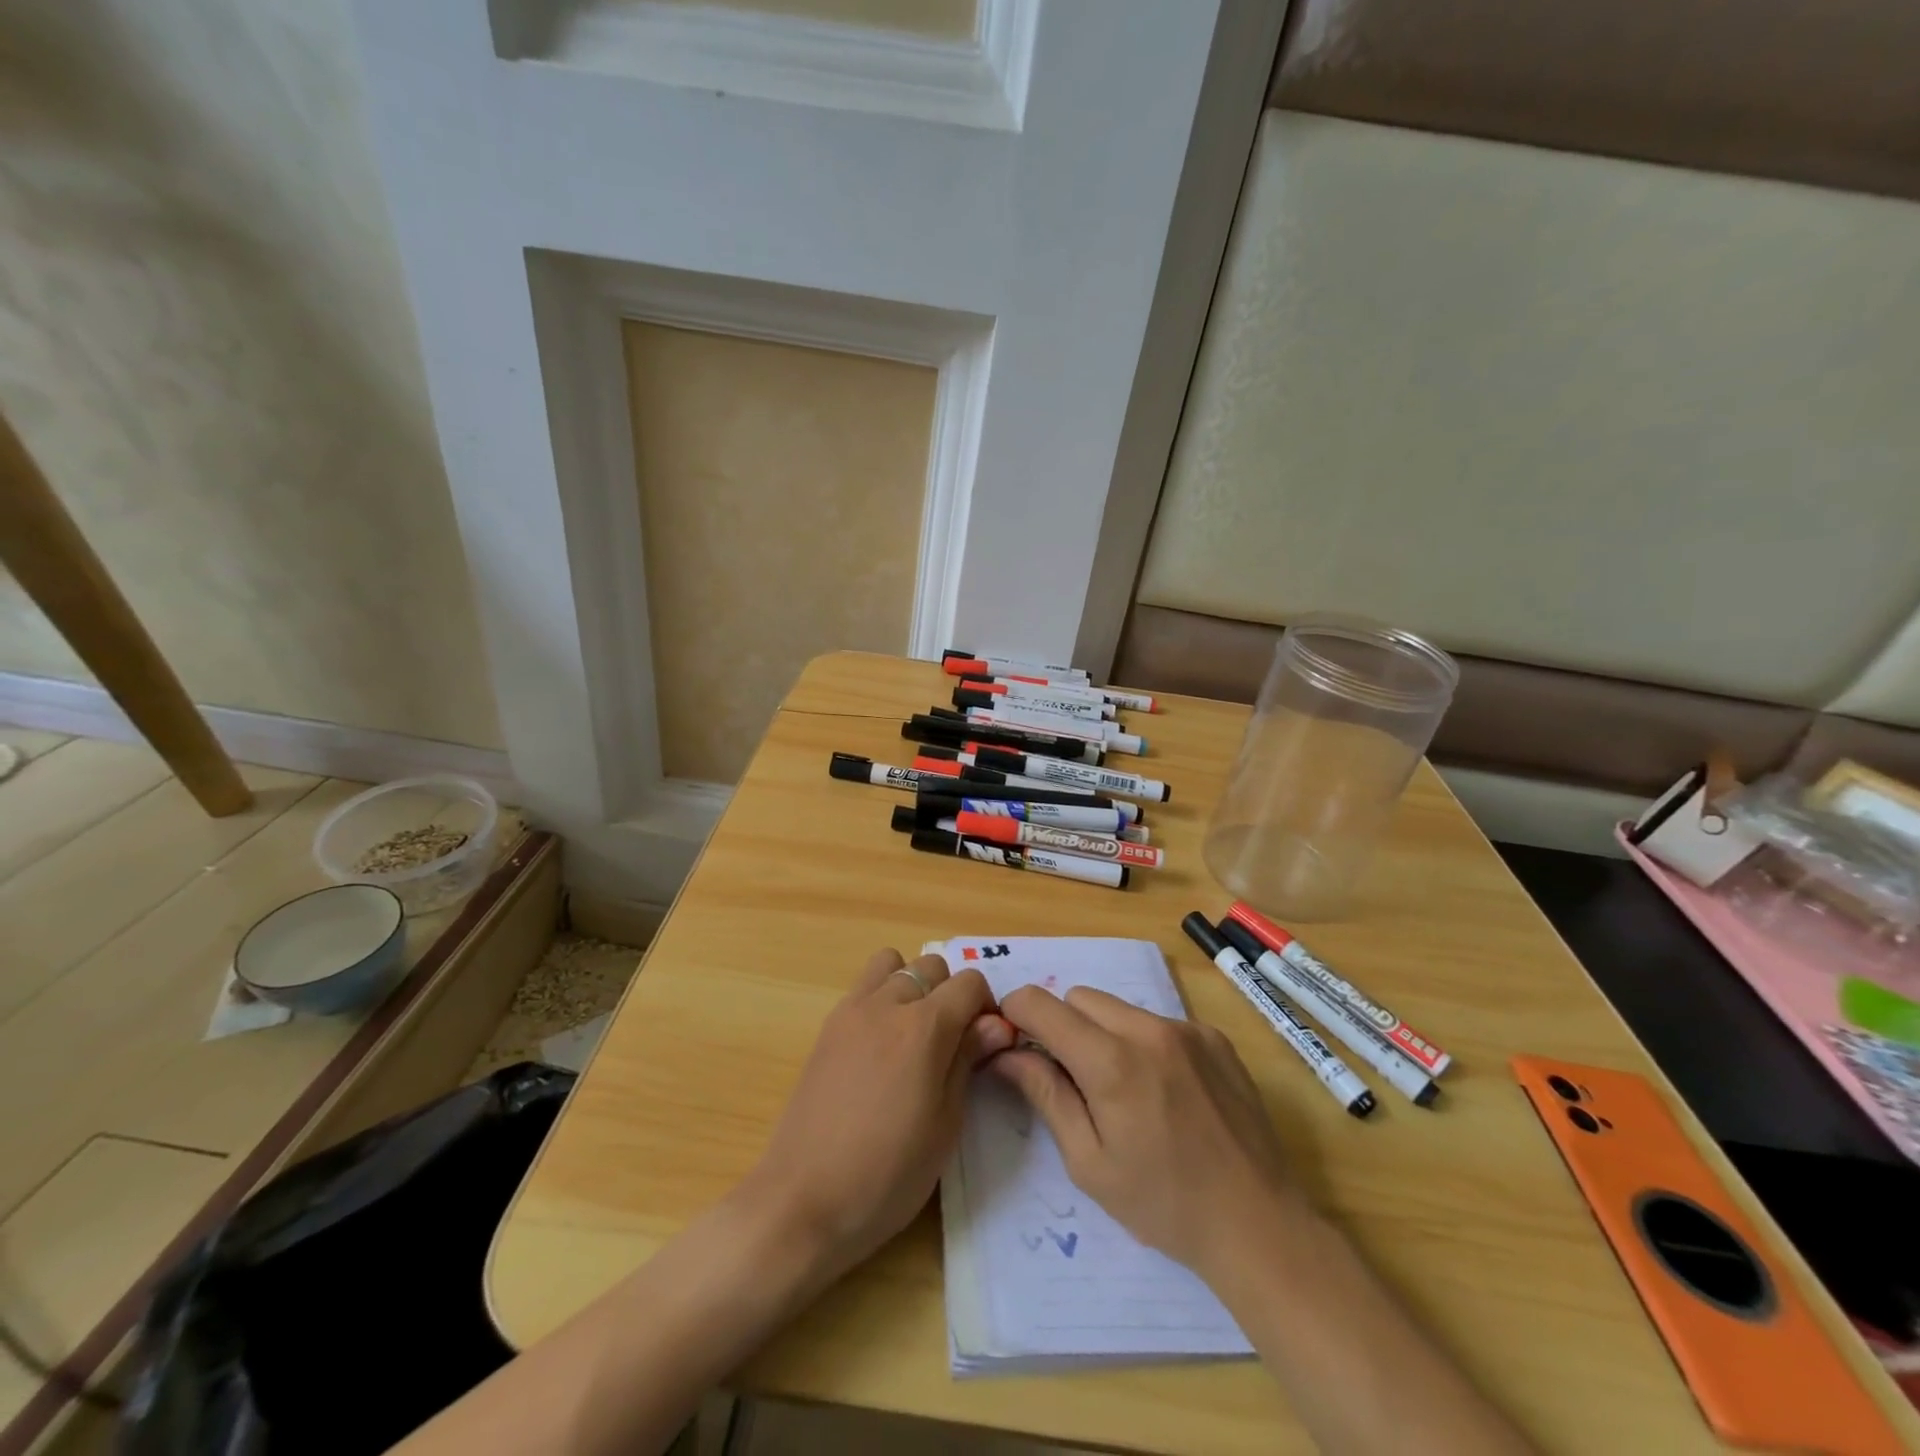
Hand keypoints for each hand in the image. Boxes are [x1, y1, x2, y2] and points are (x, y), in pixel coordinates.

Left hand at [742, 949, 1013, 1276]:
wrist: (803, 1200)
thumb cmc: (887, 1174)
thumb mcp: (945, 1124)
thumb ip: (968, 1060)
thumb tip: (996, 1024)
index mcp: (924, 1027)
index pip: (969, 982)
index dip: (985, 1007)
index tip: (985, 1043)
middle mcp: (887, 1004)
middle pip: (931, 965)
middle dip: (950, 992)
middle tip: (951, 1040)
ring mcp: (851, 1011)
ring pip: (892, 964)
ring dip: (911, 985)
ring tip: (913, 1033)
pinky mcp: (827, 1026)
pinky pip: (863, 987)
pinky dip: (881, 998)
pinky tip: (881, 1048)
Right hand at [993, 985, 1299, 1278]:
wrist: (1258, 1224)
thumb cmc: (1163, 1204)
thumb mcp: (1089, 1163)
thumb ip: (1046, 1096)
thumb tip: (1006, 1053)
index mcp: (1111, 1062)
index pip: (1041, 1004)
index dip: (1016, 1013)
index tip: (1014, 1040)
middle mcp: (1147, 1029)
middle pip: (1080, 998)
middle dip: (1063, 1026)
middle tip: (1073, 1078)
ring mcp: (1186, 1028)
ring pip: (1119, 1007)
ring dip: (1104, 1033)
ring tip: (1124, 1088)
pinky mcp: (1213, 1037)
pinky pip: (1158, 1021)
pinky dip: (1145, 1042)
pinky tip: (1165, 1091)